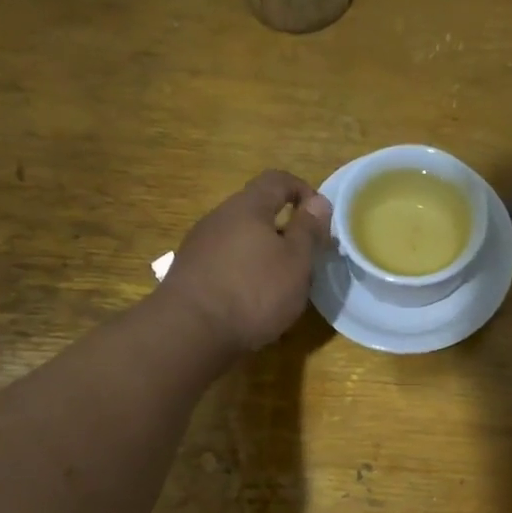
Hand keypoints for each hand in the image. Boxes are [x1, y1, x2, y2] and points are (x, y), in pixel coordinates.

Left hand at [163, 171, 332, 355]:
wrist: (190, 332)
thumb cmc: (254, 291)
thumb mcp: (296, 261)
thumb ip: (308, 230)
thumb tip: (319, 202)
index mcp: (247, 207)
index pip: (277, 180)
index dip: (303, 190)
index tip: (321, 217)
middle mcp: (219, 218)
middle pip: (256, 211)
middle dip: (284, 229)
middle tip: (304, 257)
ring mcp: (199, 246)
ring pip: (240, 240)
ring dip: (263, 254)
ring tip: (280, 285)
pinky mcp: (190, 274)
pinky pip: (225, 263)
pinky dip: (244, 274)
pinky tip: (252, 302)